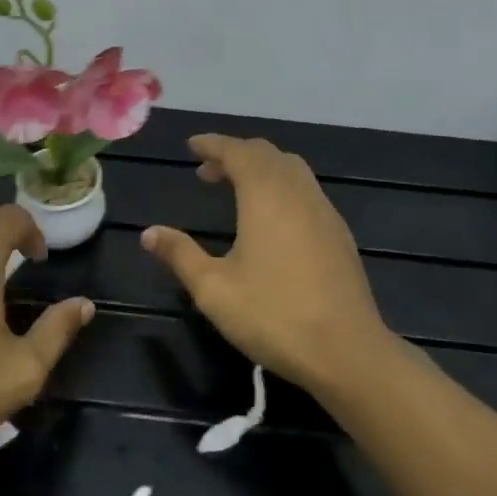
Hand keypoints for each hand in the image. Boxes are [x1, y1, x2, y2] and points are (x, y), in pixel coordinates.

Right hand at [141, 135, 392, 393]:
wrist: (347, 351)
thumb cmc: (273, 316)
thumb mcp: (214, 289)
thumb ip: (180, 255)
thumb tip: (149, 234)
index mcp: (266, 195)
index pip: (238, 151)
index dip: (213, 144)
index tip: (192, 146)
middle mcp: (298, 192)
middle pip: (267, 154)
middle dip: (236, 154)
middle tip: (207, 171)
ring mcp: (324, 211)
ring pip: (292, 170)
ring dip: (262, 169)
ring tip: (237, 190)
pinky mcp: (339, 233)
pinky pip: (306, 190)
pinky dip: (282, 186)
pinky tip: (272, 219)